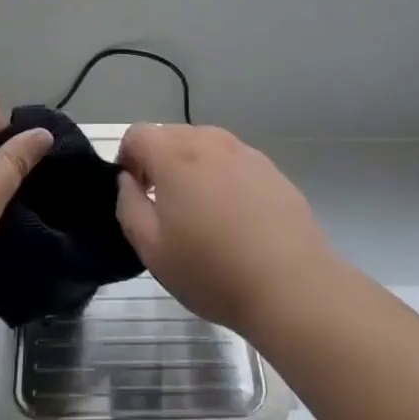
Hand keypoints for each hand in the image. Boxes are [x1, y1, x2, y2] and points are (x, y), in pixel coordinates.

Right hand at [114, 124, 337, 336]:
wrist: (291, 285)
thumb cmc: (212, 271)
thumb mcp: (152, 249)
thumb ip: (129, 205)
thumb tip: (128, 181)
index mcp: (175, 155)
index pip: (137, 134)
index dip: (127, 159)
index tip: (136, 192)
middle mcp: (209, 141)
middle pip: (170, 135)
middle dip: (158, 161)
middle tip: (164, 205)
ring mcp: (244, 151)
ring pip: (203, 145)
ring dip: (191, 167)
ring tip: (201, 212)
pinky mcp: (270, 168)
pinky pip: (233, 160)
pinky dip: (223, 176)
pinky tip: (234, 217)